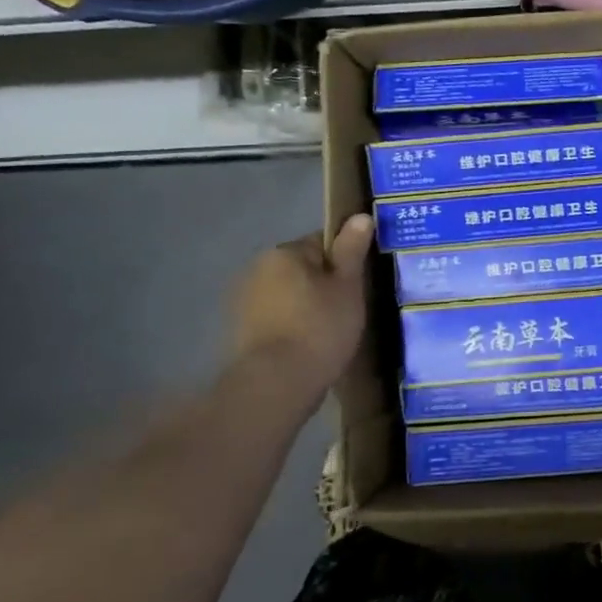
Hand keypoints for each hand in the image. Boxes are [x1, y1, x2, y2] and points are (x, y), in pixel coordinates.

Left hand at [229, 214, 375, 390]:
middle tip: (349, 310)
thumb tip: (360, 216)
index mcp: (283, 252)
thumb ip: (352, 250)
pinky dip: (291, 327)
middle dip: (324, 284)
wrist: (275, 385)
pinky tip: (308, 347)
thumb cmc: (319, 328)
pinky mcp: (240, 332)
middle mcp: (257, 269)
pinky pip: (276, 319)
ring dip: (306, 306)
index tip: (359, 285)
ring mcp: (243, 302)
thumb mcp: (347, 287)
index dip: (345, 260)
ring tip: (330, 333)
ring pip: (288, 295)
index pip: (322, 242)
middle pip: (303, 268)